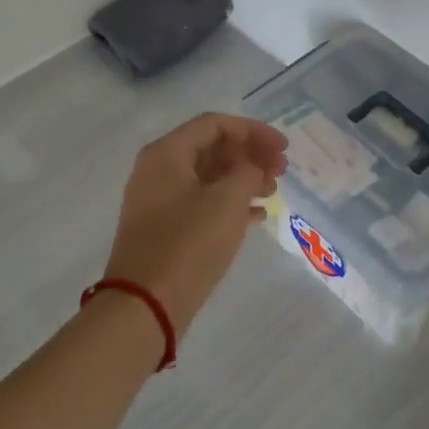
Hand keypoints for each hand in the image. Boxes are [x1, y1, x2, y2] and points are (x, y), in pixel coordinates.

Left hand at [103, 113, 289, 336]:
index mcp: (167, 154)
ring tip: (273, 192)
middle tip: (282, 169)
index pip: (215, 124)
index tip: (283, 147)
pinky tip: (257, 215)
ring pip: (208, 177)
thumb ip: (247, 172)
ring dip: (243, 179)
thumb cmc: (188, 244)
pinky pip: (202, 203)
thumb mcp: (227, 201)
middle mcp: (158, 171)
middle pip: (211, 148)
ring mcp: (159, 201)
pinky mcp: (165, 229)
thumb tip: (250, 168)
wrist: (146, 305)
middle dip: (249, 154)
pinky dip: (229, 203)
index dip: (253, 131)